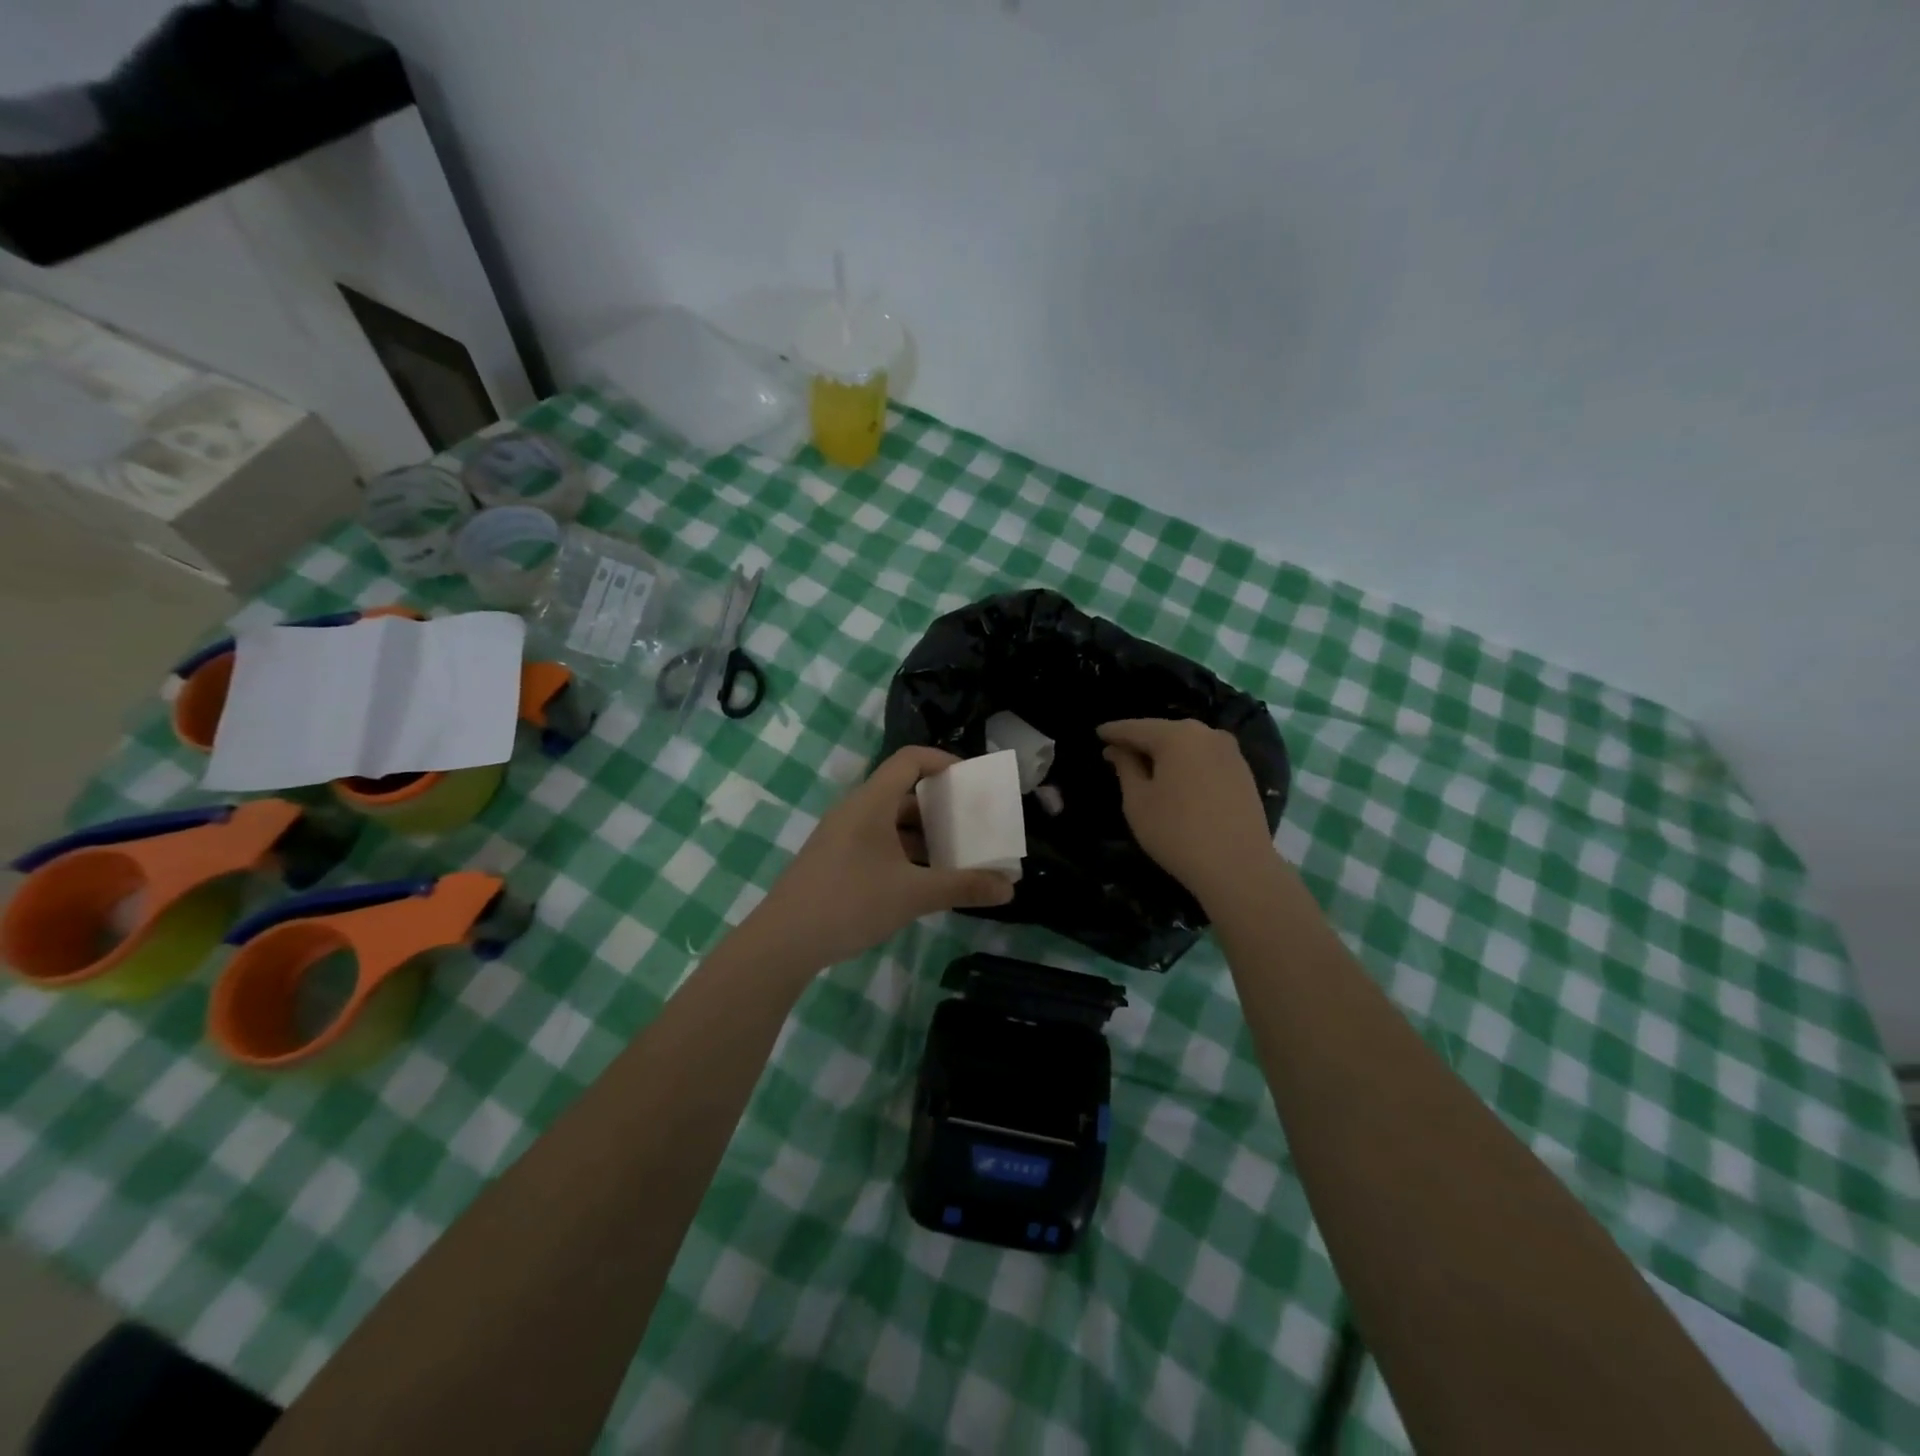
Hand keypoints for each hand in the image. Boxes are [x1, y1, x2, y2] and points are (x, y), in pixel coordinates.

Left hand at [744, 746, 1015, 971]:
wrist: (782, 942)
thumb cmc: (850, 903)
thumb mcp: (913, 894)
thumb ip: (962, 887)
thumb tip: (1009, 889)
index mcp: (871, 803)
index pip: (910, 760)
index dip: (943, 761)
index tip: (973, 781)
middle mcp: (855, 811)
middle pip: (903, 792)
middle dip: (940, 806)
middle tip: (972, 824)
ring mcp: (842, 836)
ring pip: (890, 821)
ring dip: (923, 834)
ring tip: (956, 855)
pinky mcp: (835, 859)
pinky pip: (877, 842)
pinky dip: (904, 852)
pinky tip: (923, 880)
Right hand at [1099, 718, 1277, 905]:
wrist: (1238, 867)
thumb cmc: (1176, 832)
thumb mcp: (1138, 801)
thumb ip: (1126, 767)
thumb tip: (1118, 749)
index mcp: (1176, 736)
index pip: (1135, 728)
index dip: (1113, 731)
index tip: (1098, 734)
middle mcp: (1206, 734)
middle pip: (1163, 732)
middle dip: (1140, 740)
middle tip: (1117, 751)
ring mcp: (1230, 751)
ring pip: (1187, 744)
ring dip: (1165, 752)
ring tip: (1145, 766)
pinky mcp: (1243, 771)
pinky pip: (1205, 758)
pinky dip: (1186, 763)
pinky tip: (1176, 778)